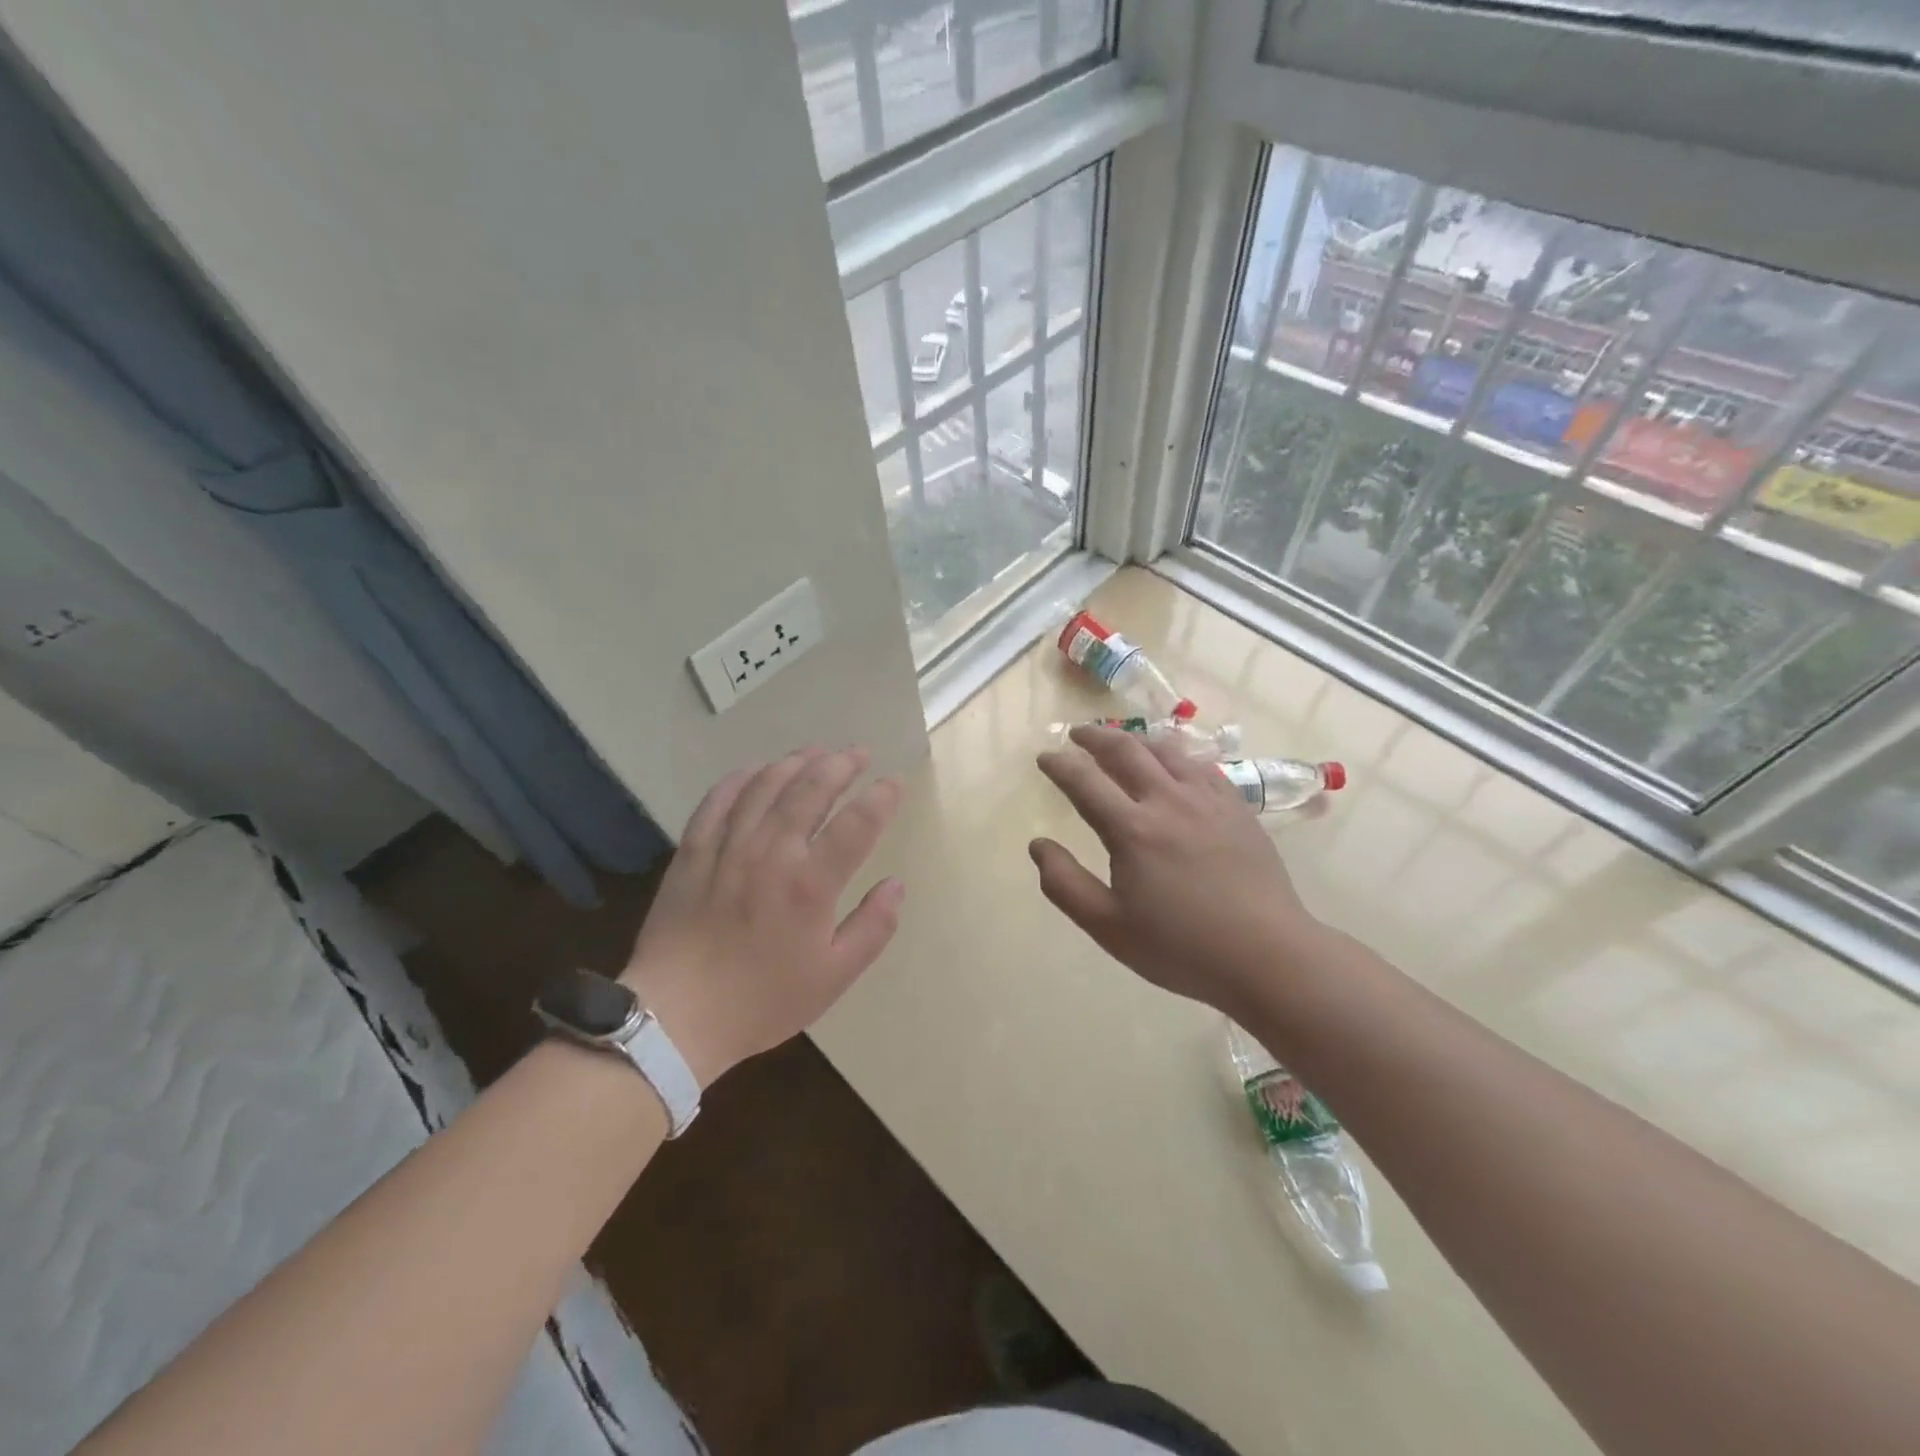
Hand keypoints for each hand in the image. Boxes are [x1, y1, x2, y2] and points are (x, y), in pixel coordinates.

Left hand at [622, 747, 904, 1086]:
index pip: (857, 823)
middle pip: (811, 789)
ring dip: (796, 761)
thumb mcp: (833, 976)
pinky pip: (718, 800)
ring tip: (817, 751)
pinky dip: (741, 778)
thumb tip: (896, 884)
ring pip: (766, 785)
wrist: (675, 1016)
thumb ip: (873, 927)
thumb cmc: (762, 1000)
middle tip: (859, 752)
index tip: (895, 782)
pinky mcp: (693, 851)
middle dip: (841, 764)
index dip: (882, 797)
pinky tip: (755, 770)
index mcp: (811, 884)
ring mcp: (728, 846)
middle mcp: (772, 852)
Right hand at [1031, 726, 1321, 1017]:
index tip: (1044, 756)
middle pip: (1125, 751)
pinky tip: (1172, 762)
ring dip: (1134, 738)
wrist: (1267, 954)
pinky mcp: (1236, 806)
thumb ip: (1065, 884)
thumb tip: (1037, 845)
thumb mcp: (1109, 927)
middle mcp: (1167, 800)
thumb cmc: (1181, 947)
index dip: (1059, 764)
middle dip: (1094, 737)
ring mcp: (1207, 799)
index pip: (1084, 781)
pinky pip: (1199, 764)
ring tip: (1119, 740)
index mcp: (1132, 829)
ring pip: (1164, 749)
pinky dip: (1174, 753)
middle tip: (1076, 734)